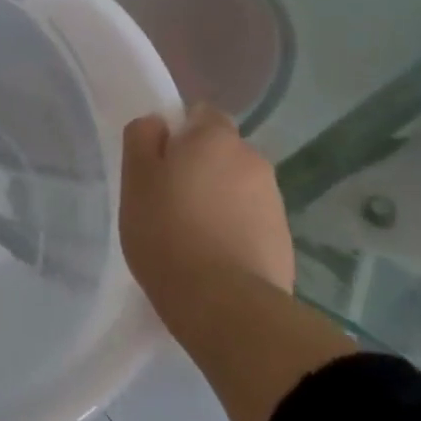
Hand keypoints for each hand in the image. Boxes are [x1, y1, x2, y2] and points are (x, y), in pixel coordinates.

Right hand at [120, 104, 294, 325]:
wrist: (226, 306)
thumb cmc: (168, 232)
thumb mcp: (135, 179)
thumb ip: (142, 138)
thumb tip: (158, 124)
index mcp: (216, 137)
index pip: (202, 114)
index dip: (179, 133)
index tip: (160, 163)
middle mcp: (253, 160)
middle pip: (221, 152)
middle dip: (201, 168)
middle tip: (170, 200)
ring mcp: (274, 202)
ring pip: (237, 188)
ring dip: (219, 200)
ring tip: (192, 236)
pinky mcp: (284, 241)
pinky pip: (251, 223)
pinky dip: (235, 231)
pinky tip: (214, 259)